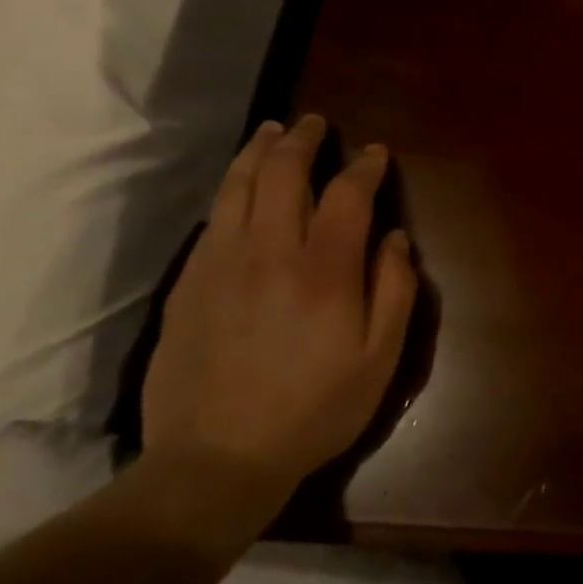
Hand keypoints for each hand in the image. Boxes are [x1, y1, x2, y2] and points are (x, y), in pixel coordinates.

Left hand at [142, 115, 418, 512]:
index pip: (346, 195)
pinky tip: (239, 190)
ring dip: (258, 153)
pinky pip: (213, 221)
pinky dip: (231, 192)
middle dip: (302, 140)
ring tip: (271, 132)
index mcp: (324, 271)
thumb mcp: (379, 359)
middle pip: (282, 175)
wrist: (215, 460)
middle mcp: (269, 253)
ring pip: (237, 188)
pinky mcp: (188, 285)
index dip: (364, 167)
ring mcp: (220, 265)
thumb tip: (393, 238)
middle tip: (314, 123)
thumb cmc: (314, 410)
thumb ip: (394, 291)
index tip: (375, 152)